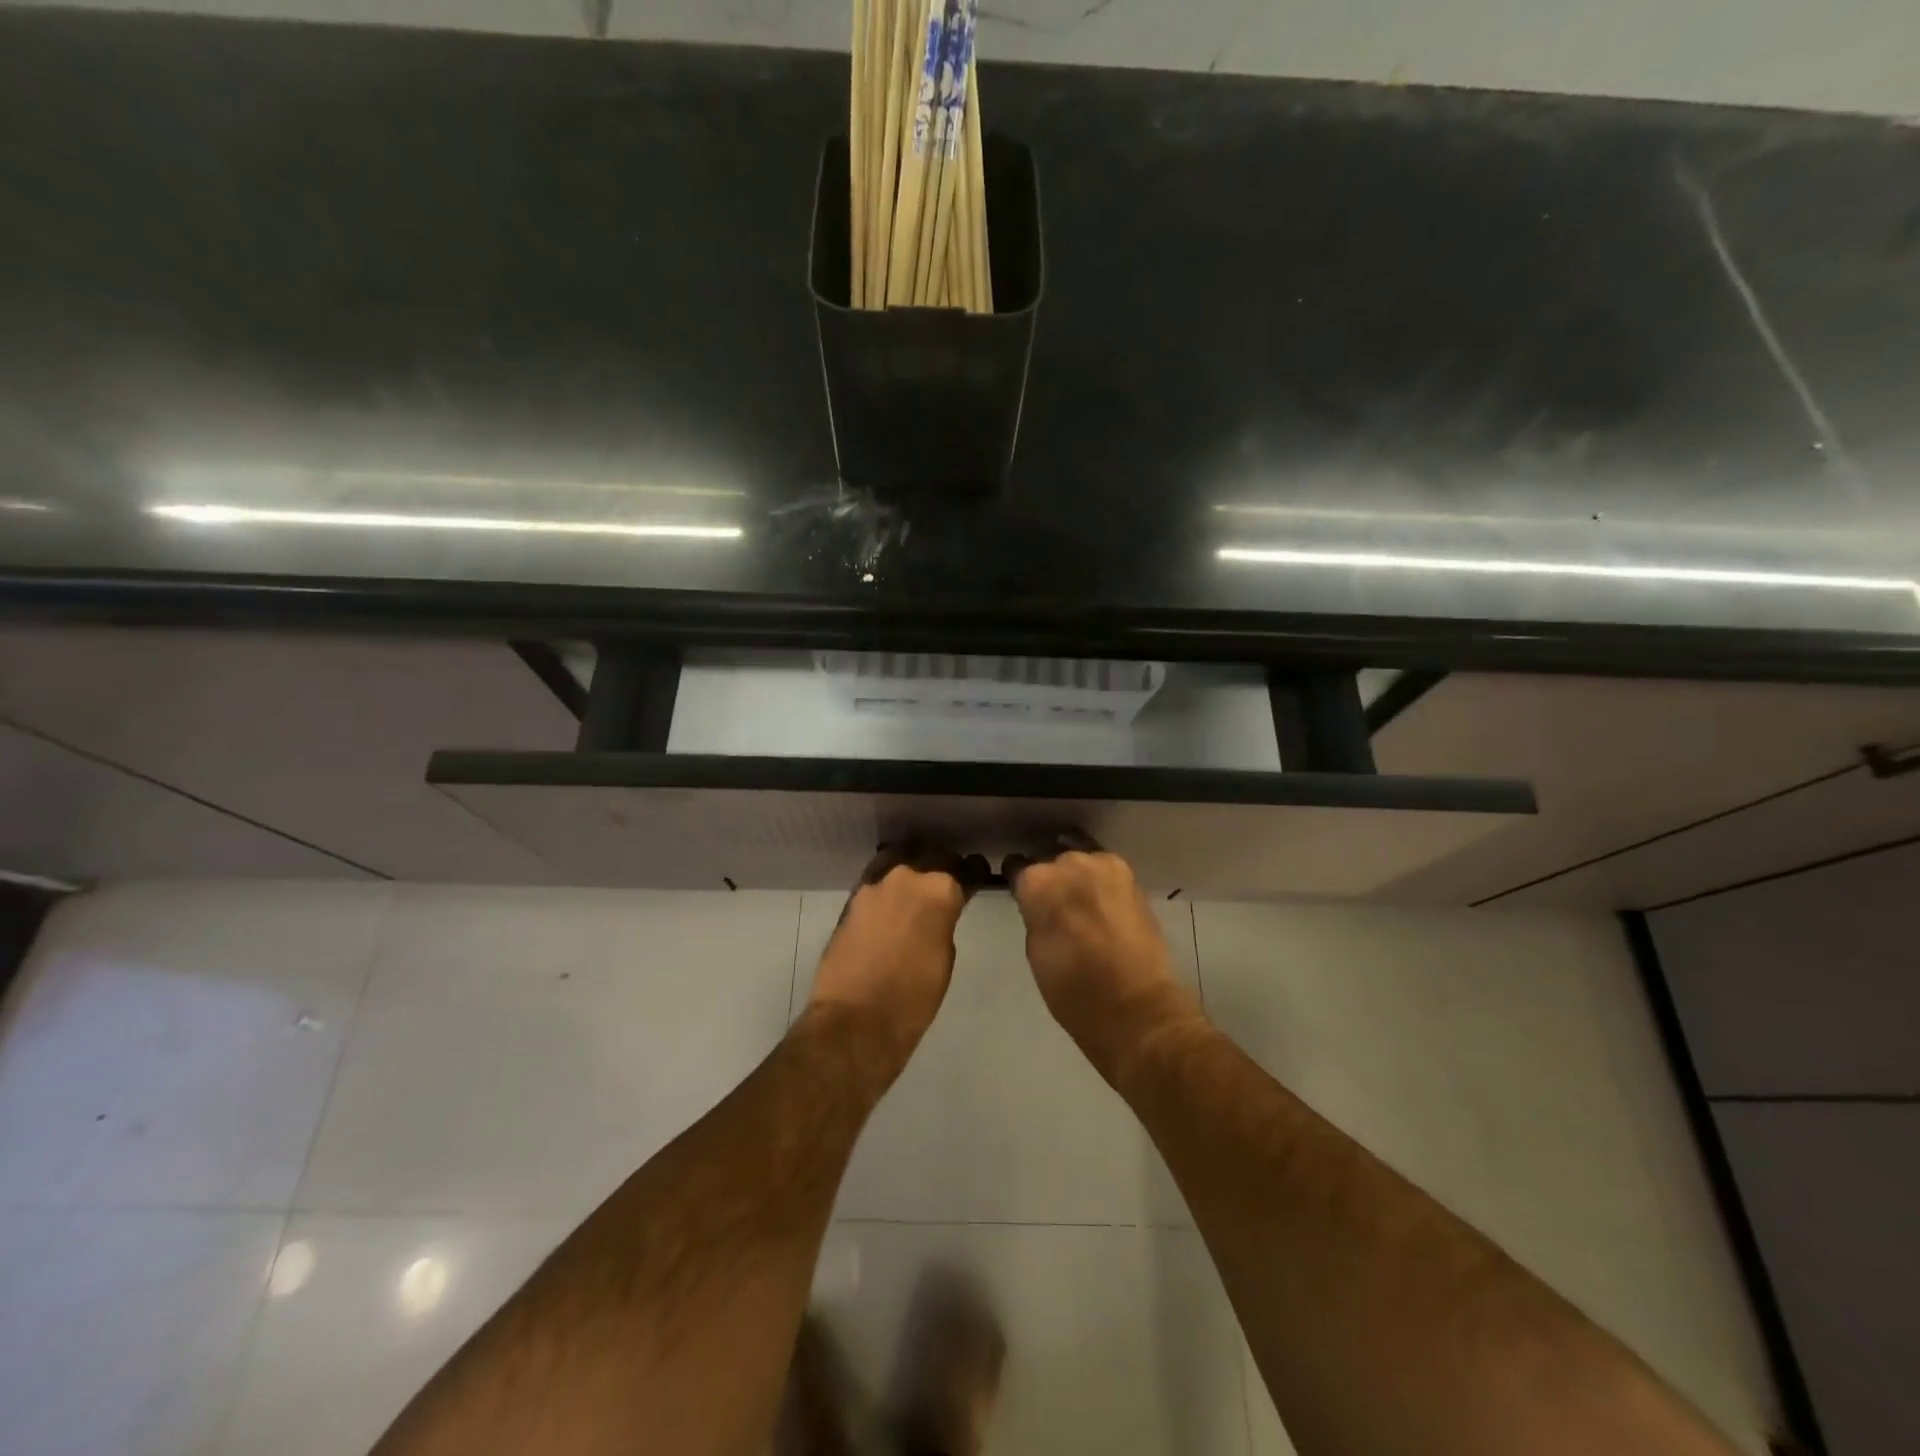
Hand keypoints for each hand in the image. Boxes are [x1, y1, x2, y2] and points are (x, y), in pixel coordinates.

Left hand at [806, 843, 989, 1071]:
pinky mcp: (852, 897)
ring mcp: (875, 884)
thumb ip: (945, 922)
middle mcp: (907, 876)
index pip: (967, 868)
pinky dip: (888, 882)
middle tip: (949, 880)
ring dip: (913, 868)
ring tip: (918, 884)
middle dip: (944, 866)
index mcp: (940, 891)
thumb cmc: (913, 999)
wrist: (855, 1020)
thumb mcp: (945, 957)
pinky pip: (877, 877)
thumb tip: (939, 912)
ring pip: (901, 859)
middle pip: (933, 856)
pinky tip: (892, 896)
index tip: (978, 874)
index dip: (975, 872)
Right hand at [1003, 833, 1203, 1075]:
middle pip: (1052, 862)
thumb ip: (1035, 915)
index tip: (1023, 898)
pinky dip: (1101, 885)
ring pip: (1081, 863)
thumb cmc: (1073, 990)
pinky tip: (1102, 905)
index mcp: (1038, 882)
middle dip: (1052, 880)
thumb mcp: (1036, 950)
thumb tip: (1040, 905)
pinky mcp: (1133, 878)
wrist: (1136, 1007)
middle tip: (1055, 907)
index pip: (1017, 867)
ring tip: (1082, 905)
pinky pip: (1106, 873)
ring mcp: (1105, 866)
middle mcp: (1070, 862)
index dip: (1019, 885)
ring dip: (1078, 879)